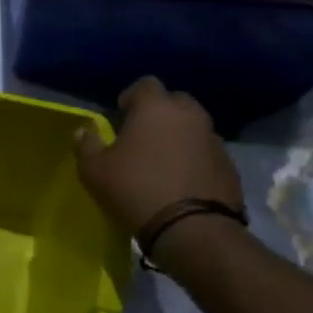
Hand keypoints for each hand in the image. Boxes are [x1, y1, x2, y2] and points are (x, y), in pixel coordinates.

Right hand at [73, 77, 242, 238]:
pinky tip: (180, 181)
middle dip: (158, 114)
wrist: (191, 228)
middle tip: (141, 137)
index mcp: (155, 108)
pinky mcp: (228, 164)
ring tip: (161, 161)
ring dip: (177, 136)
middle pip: (174, 102)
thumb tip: (84, 130)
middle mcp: (189, 115)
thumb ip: (86, 144)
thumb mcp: (94, 170)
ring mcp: (213, 139)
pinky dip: (193, 158)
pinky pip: (205, 151)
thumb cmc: (134, 189)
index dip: (131, 97)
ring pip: (192, 127)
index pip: (145, 84)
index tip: (120, 117)